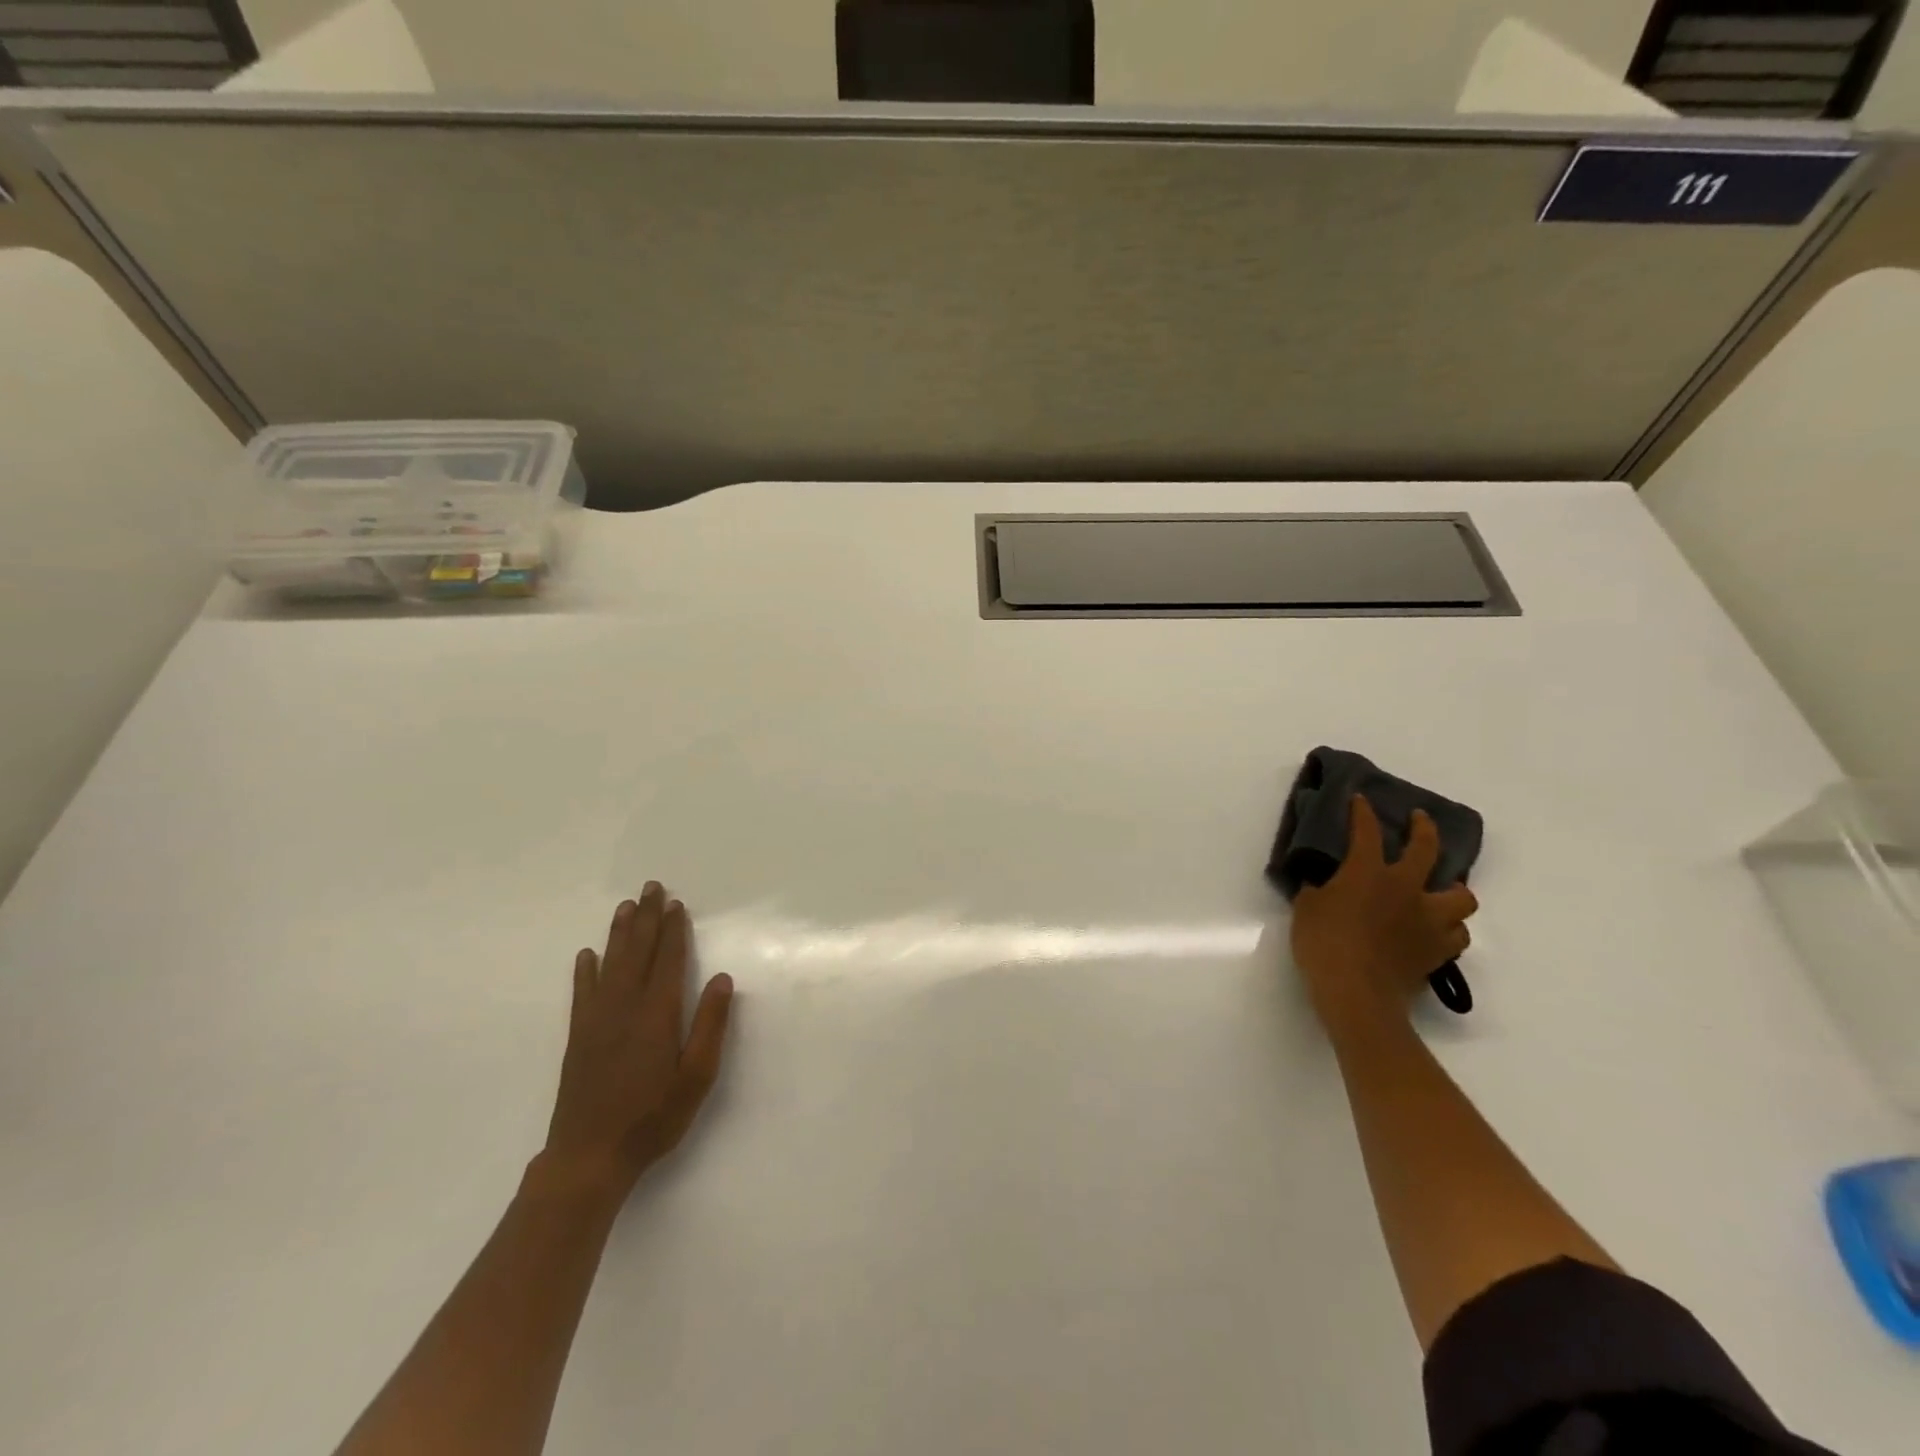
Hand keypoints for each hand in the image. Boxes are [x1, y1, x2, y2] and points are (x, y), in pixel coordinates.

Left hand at [541, 883, 734, 1198]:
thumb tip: (721, 978)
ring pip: (610, 964)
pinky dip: (585, 970)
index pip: (667, 960)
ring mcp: (597, 1020)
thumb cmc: (652, 1118)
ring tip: (626, 906)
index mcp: (657, 1014)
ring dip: (619, 933)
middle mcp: (625, 1007)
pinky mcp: (578, 1037)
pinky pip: (582, 993)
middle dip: (646, 918)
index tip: (676, 904)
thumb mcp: (696, 1077)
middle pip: (637, 952)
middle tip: (651, 887)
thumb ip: (710, 1025)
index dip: (673, 931)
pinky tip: (587, 955)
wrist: (588, 1157)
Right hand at [1290, 798, 1477, 1029]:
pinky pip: (1457, 935)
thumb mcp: (1306, 908)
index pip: (1366, 831)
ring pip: (1461, 896)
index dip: (1363, 812)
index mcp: (1369, 872)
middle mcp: (1406, 888)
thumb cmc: (1323, 943)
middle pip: (1427, 849)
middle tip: (1419, 820)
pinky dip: (1449, 929)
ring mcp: (1428, 919)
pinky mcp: (1438, 950)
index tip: (1361, 799)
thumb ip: (1318, 890)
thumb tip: (1324, 885)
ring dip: (1452, 890)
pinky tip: (1436, 930)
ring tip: (1440, 890)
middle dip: (1424, 829)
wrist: (1356, 992)